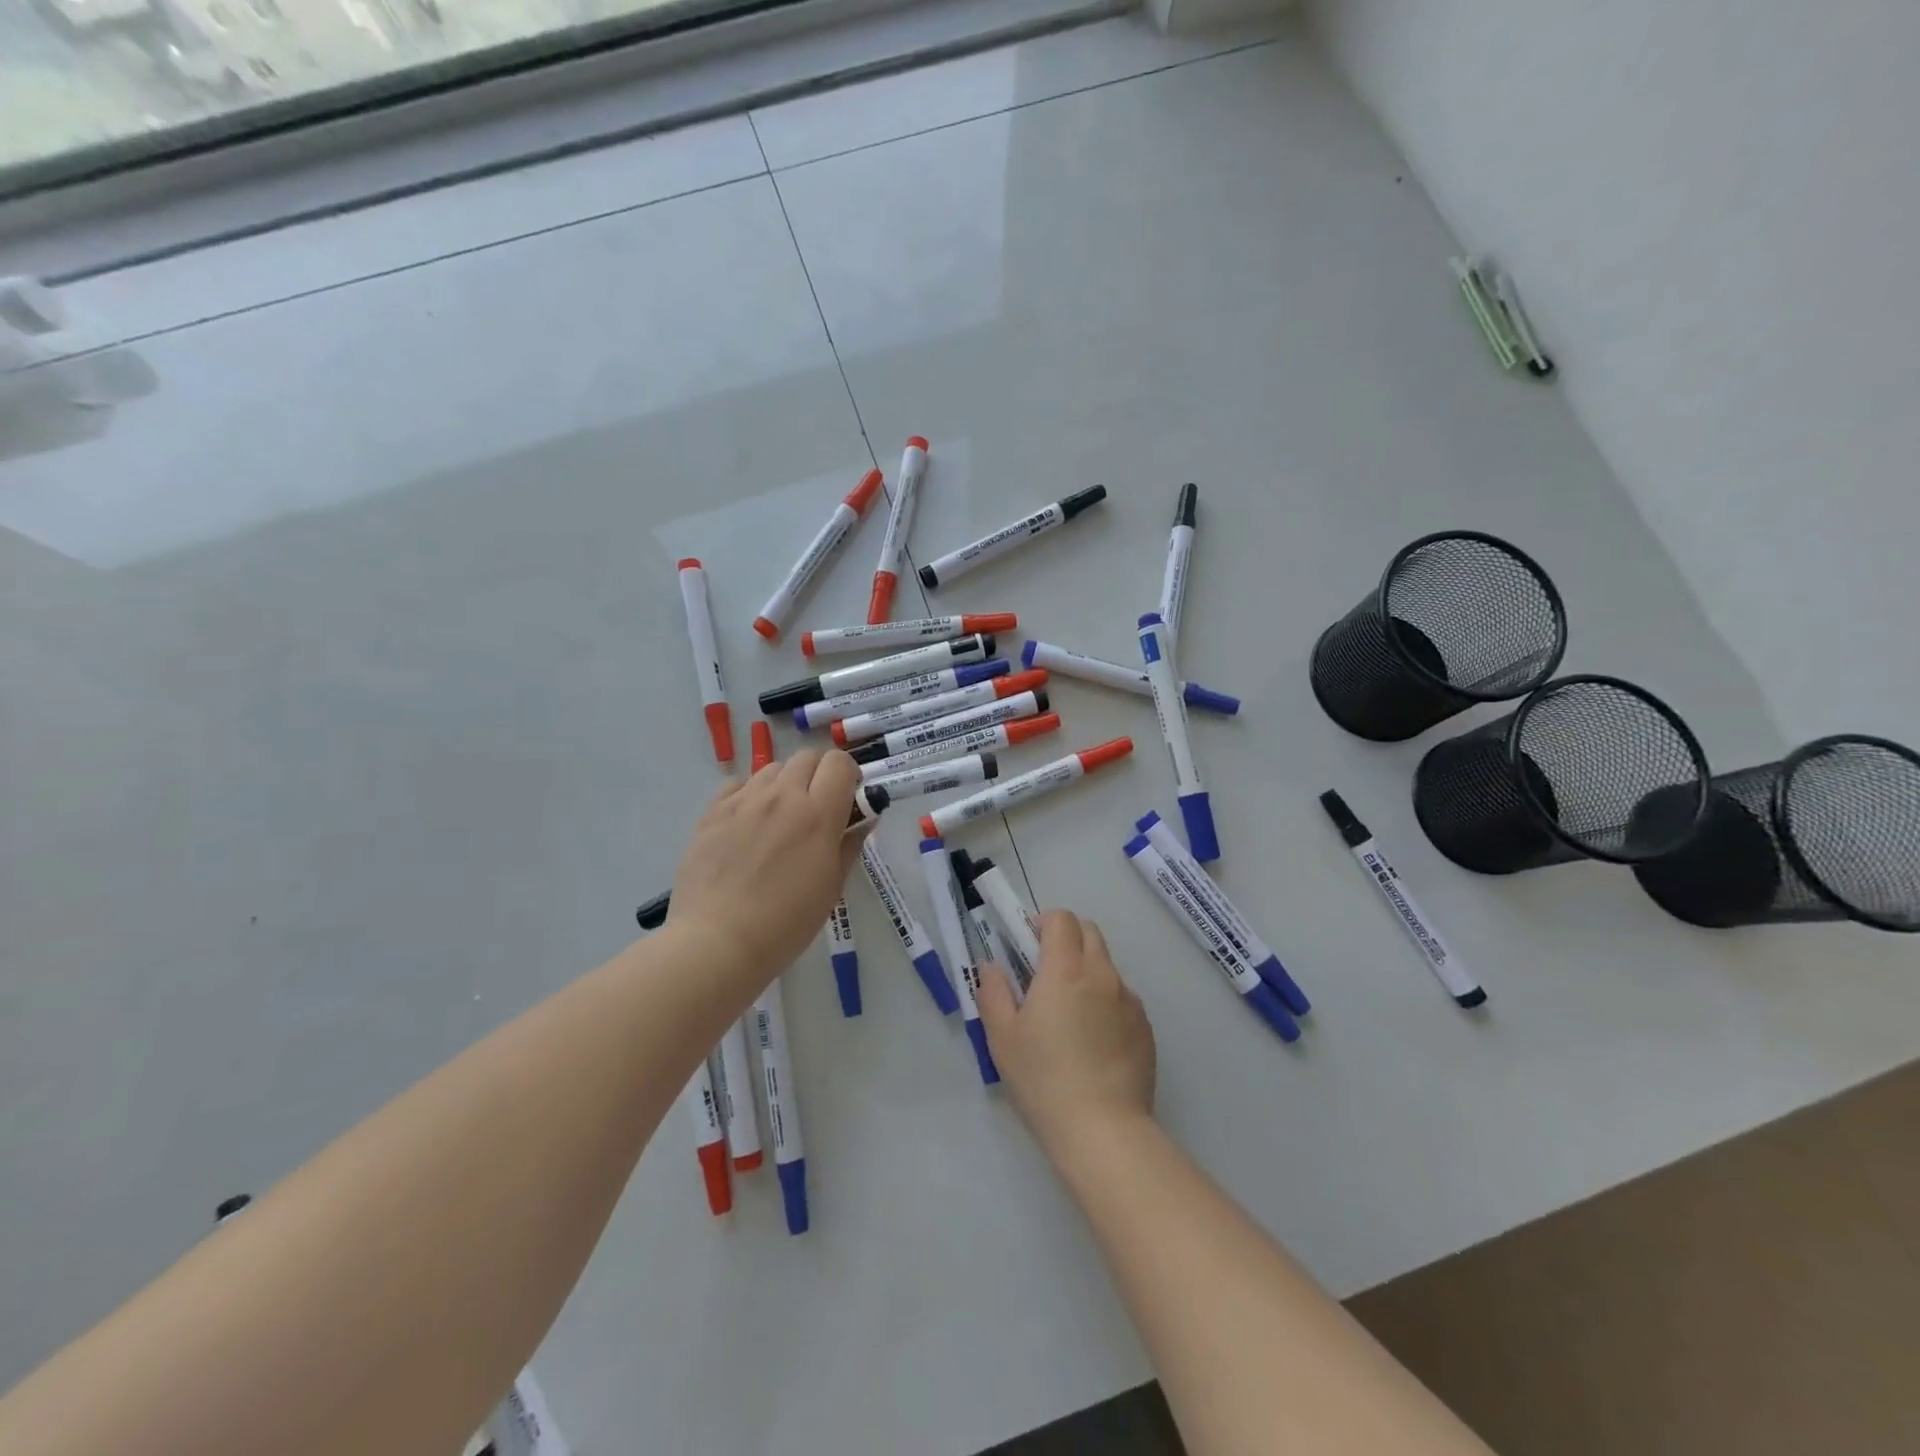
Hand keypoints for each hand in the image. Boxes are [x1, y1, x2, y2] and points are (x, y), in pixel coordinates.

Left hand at [668, 748, 869, 984]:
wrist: (717, 942)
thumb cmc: (786, 922)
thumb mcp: (832, 886)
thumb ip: (850, 844)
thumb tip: (865, 818)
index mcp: (817, 814)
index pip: (839, 763)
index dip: (849, 774)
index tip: (848, 797)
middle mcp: (781, 796)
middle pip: (806, 756)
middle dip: (819, 774)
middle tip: (818, 806)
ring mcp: (743, 801)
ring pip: (772, 768)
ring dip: (785, 783)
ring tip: (781, 817)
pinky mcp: (712, 812)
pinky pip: (737, 785)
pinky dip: (750, 794)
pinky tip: (749, 823)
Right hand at [976, 910, 1155, 1156]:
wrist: (1103, 1131)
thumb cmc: (1043, 1079)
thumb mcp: (1002, 1036)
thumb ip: (993, 992)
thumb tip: (992, 966)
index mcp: (1066, 969)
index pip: (1062, 919)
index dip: (1042, 924)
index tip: (1027, 948)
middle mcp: (1103, 975)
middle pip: (1089, 932)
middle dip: (1066, 940)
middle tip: (1044, 975)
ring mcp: (1130, 1001)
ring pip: (1107, 967)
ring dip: (1087, 973)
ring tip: (1069, 1017)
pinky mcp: (1145, 1028)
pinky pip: (1122, 999)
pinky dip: (1106, 1004)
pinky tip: (1093, 1044)